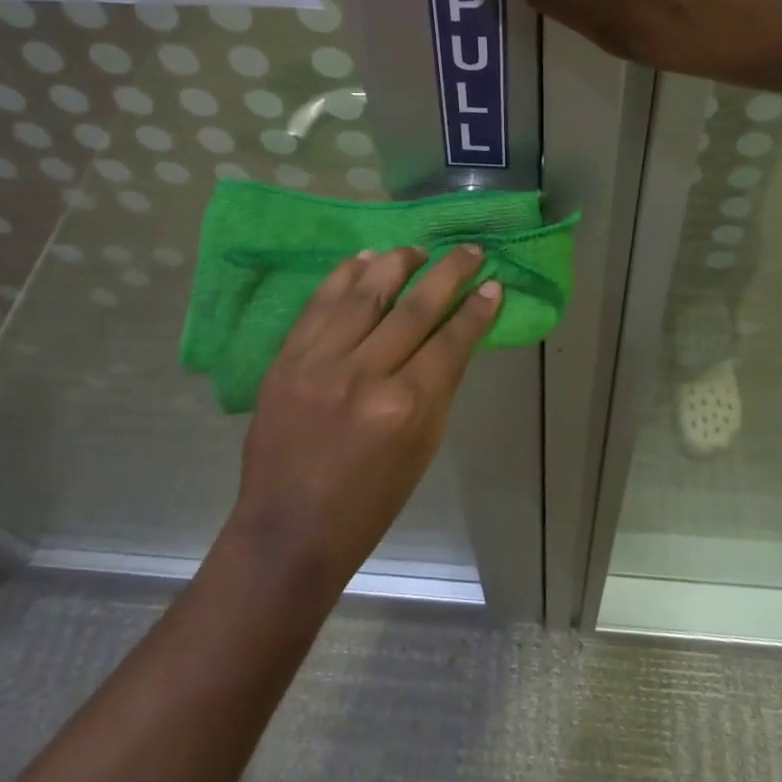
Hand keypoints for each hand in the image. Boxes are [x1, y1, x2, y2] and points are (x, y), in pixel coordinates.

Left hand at [226, 246, 499, 596]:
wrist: (288, 531)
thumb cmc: (369, 503)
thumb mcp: (422, 449)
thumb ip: (439, 387)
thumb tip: (455, 335)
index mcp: (406, 408)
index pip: (452, 341)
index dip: (477, 309)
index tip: (494, 284)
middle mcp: (364, 376)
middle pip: (416, 307)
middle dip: (450, 272)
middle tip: (470, 251)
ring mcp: (320, 364)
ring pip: (367, 292)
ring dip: (397, 262)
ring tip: (417, 250)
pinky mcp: (287, 360)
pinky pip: (320, 303)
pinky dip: (345, 275)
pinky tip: (366, 258)